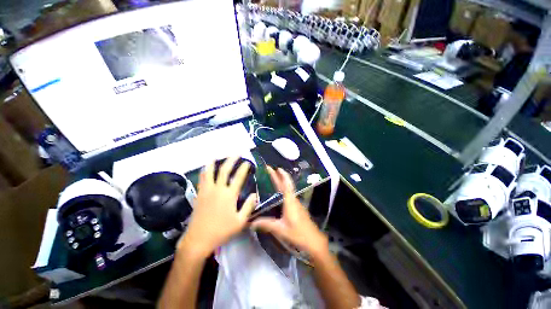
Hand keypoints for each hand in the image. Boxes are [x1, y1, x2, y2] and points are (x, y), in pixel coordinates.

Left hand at [178, 157, 257, 257]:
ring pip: (210, 172)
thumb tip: (255, 194)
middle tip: (236, 154)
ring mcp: (207, 190)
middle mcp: (218, 189)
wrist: (198, 240)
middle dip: (231, 160)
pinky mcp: (199, 194)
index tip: (247, 162)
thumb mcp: (240, 222)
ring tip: (218, 157)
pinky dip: (204, 171)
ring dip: (214, 163)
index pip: (238, 177)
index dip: (244, 168)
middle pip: (224, 170)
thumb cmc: (221, 231)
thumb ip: (249, 206)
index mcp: (229, 195)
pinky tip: (205, 168)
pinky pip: (202, 179)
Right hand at [252, 167, 327, 256]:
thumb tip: (251, 223)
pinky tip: (280, 192)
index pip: (285, 185)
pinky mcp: (297, 207)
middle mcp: (294, 199)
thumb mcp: (280, 229)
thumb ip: (266, 224)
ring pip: (289, 188)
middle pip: (287, 184)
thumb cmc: (298, 233)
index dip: (280, 175)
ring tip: (274, 177)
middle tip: (272, 169)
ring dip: (283, 181)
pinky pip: (290, 193)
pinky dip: (284, 188)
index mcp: (290, 201)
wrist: (314, 240)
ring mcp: (297, 203)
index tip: (275, 168)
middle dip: (280, 175)